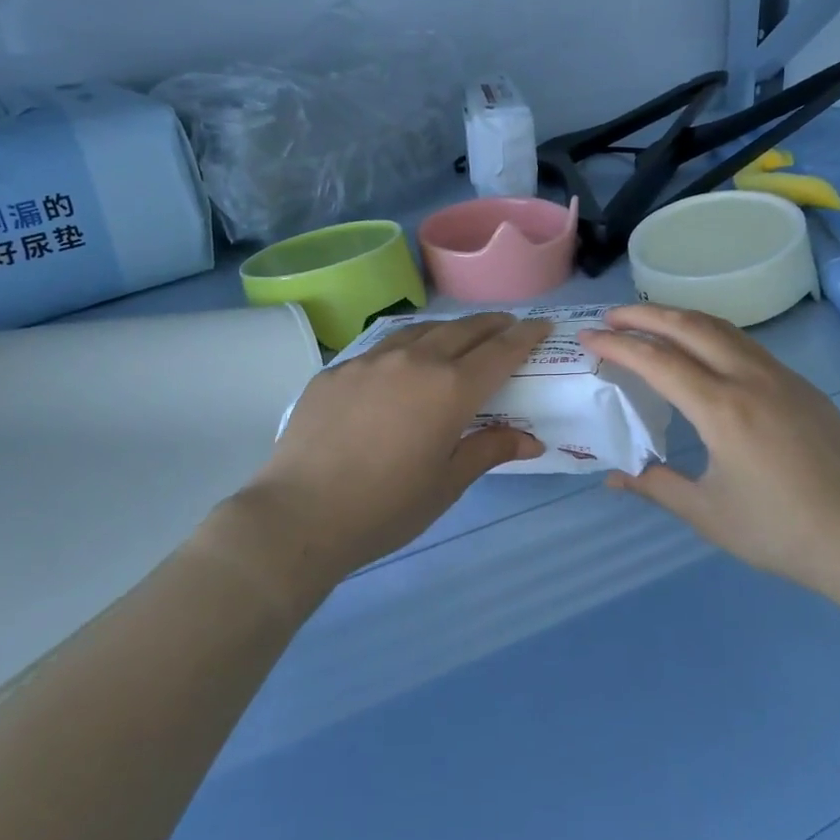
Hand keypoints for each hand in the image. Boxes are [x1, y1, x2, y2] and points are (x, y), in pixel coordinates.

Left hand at [211, 313, 551, 606]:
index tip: (541, 325)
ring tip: (458, 336)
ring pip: (420, 330)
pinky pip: (381, 348)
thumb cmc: (385, 507)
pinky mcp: (337, 370)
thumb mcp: (447, 483)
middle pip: (463, 330)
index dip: (525, 336)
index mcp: (450, 389)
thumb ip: (489, 450)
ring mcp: (371, 360)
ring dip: (448, 329)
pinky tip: (400, 365)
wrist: (299, 515)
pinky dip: (405, 347)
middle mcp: (415, 360)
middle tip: (507, 325)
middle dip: (491, 324)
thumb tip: (531, 440)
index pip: (500, 351)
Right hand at [579, 304, 839, 590]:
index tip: (589, 337)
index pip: (657, 361)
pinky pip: (747, 345)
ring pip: (722, 328)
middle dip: (645, 315)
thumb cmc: (779, 531)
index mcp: (721, 409)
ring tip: (651, 322)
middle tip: (613, 316)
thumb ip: (657, 487)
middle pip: (689, 326)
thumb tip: (613, 477)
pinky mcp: (802, 386)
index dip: (618, 346)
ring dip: (681, 318)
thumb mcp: (707, 514)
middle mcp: (749, 379)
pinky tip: (704, 351)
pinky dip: (712, 334)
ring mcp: (781, 377)